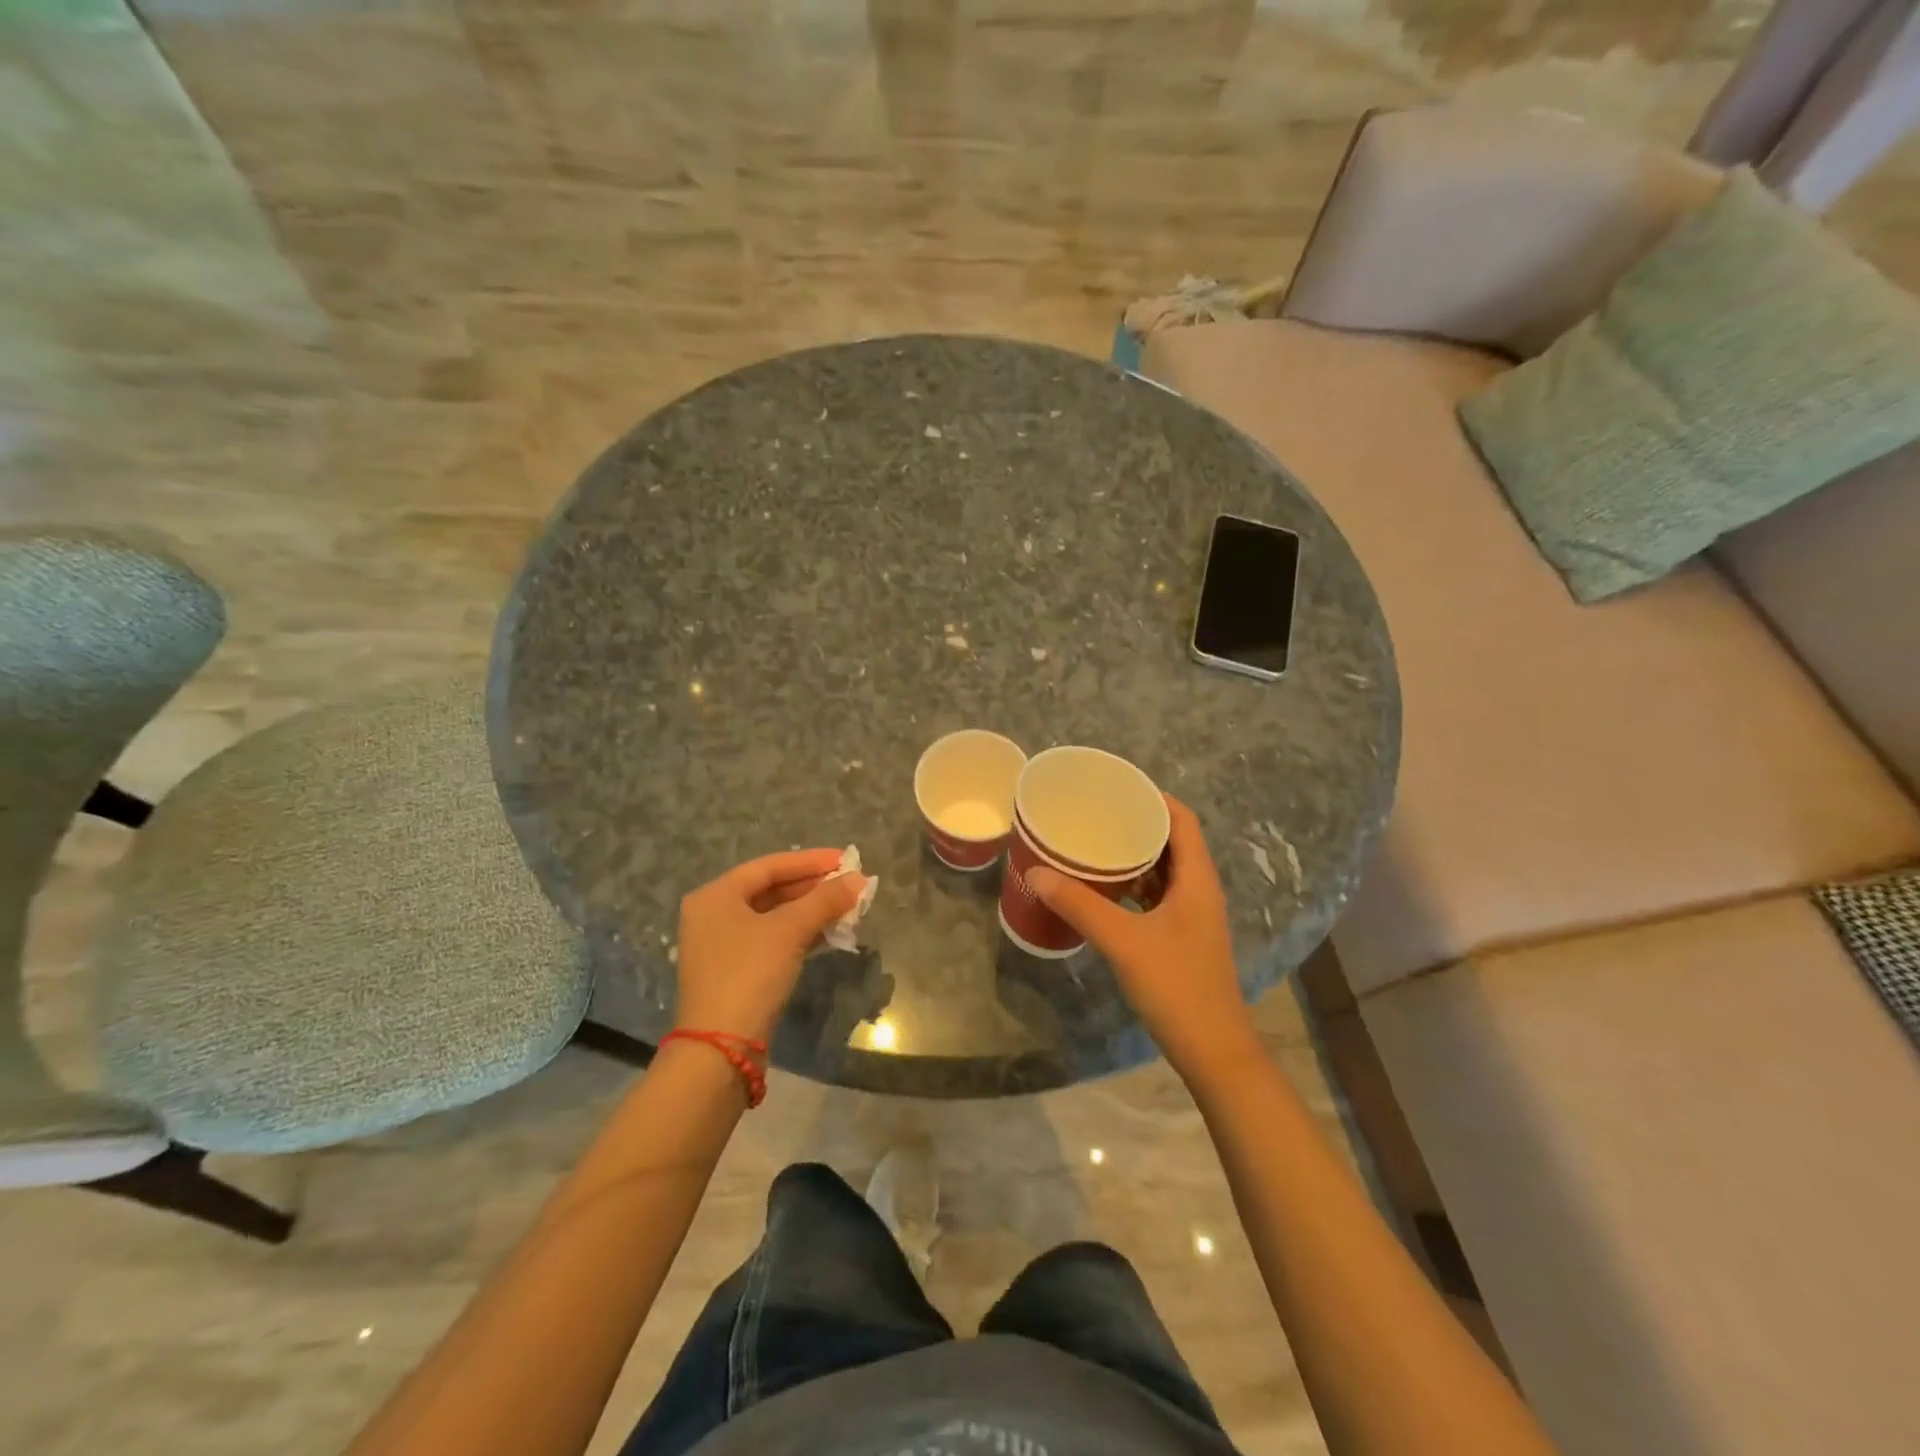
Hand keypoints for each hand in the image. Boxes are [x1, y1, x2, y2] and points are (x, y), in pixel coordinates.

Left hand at [674, 850, 868, 1043]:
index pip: (769, 866)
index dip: (810, 861)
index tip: (846, 859)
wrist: (721, 1049)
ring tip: (848, 908)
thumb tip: (860, 879)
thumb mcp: (789, 931)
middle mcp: (714, 915)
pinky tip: (830, 933)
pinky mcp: (736, 972)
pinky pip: (773, 940)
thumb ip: (825, 900)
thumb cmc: (750, 974)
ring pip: (775, 916)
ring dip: (811, 911)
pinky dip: (801, 933)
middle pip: (771, 890)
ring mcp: (723, 946)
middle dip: (813, 887)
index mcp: (715, 896)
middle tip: (851, 885)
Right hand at [1029, 795, 1259, 1081]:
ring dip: (1134, 857)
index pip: (1182, 820)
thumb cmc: (1176, 987)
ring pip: (1163, 871)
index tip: (1117, 786)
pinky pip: (1157, 897)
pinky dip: (1133, 886)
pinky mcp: (1182, 937)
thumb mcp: (1123, 941)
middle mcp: (1199, 890)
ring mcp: (1192, 916)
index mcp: (1196, 880)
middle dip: (1136, 825)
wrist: (1212, 1051)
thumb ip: (1080, 905)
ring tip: (1094, 844)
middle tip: (1095, 814)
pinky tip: (1103, 890)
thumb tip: (1037, 872)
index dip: (1154, 797)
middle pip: (1172, 842)